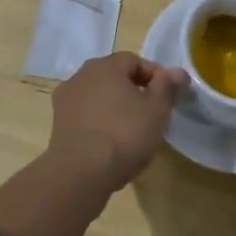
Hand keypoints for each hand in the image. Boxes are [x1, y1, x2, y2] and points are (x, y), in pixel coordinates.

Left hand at [47, 51, 186, 192]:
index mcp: (106, 65)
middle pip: (115, 77)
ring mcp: (66, 100)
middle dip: (134, 91)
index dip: (155, 76)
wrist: (79, 174)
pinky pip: (86, 116)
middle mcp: (82, 75)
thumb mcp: (157, 110)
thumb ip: (168, 87)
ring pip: (99, 96)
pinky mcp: (58, 125)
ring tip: (132, 131)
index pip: (135, 61)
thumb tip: (177, 72)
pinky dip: (99, 123)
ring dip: (115, 107)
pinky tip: (110, 144)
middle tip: (152, 113)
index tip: (168, 97)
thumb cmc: (124, 134)